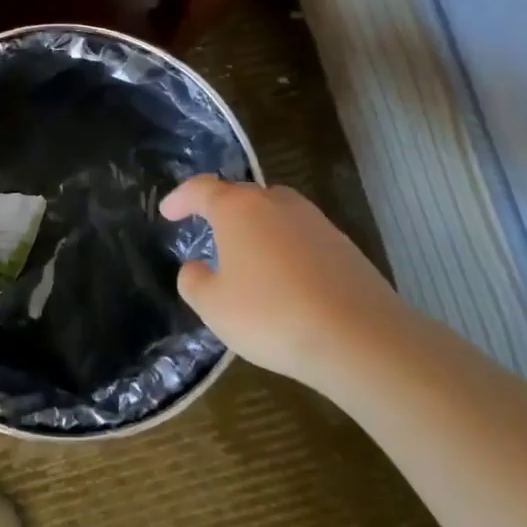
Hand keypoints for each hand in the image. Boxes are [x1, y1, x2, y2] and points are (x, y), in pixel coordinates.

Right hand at [160, 176, 395, 391]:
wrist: (359, 337)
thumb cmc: (272, 315)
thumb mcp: (214, 307)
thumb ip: (194, 282)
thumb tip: (196, 267)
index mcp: (238, 209)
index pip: (201, 189)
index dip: (180, 198)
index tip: (167, 212)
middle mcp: (276, 203)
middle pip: (241, 196)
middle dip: (221, 210)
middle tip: (208, 232)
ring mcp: (315, 221)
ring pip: (275, 214)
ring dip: (257, 229)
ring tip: (247, 257)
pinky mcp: (343, 245)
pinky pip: (301, 237)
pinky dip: (286, 249)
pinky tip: (286, 280)